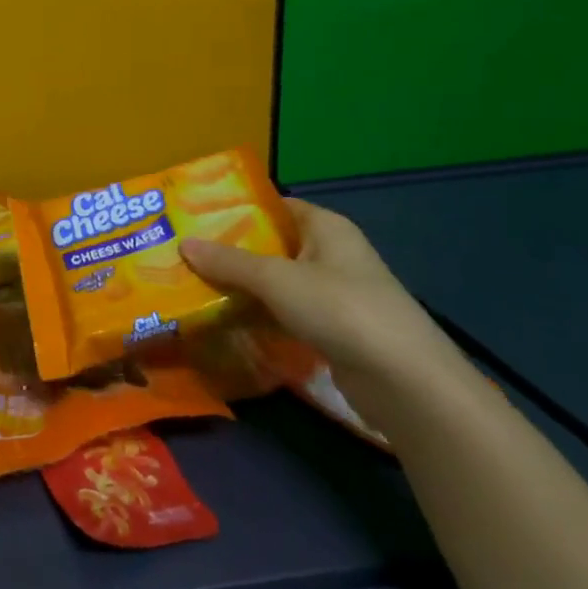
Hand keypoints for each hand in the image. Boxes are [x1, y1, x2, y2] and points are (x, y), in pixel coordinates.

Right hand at [180, 198, 455, 384]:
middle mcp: (331, 254)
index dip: (237, 209)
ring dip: (242, 287)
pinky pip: (285, 313)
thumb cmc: (340, 309)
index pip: (275, 206)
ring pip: (276, 283)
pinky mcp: (332, 330)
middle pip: (272, 245)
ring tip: (193, 287)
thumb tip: (184, 244)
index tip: (195, 217)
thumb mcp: (276, 279)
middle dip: (231, 251)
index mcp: (326, 227)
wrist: (404, 382)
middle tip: (184, 254)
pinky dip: (259, 316)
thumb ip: (229, 262)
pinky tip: (225, 322)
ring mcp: (334, 294)